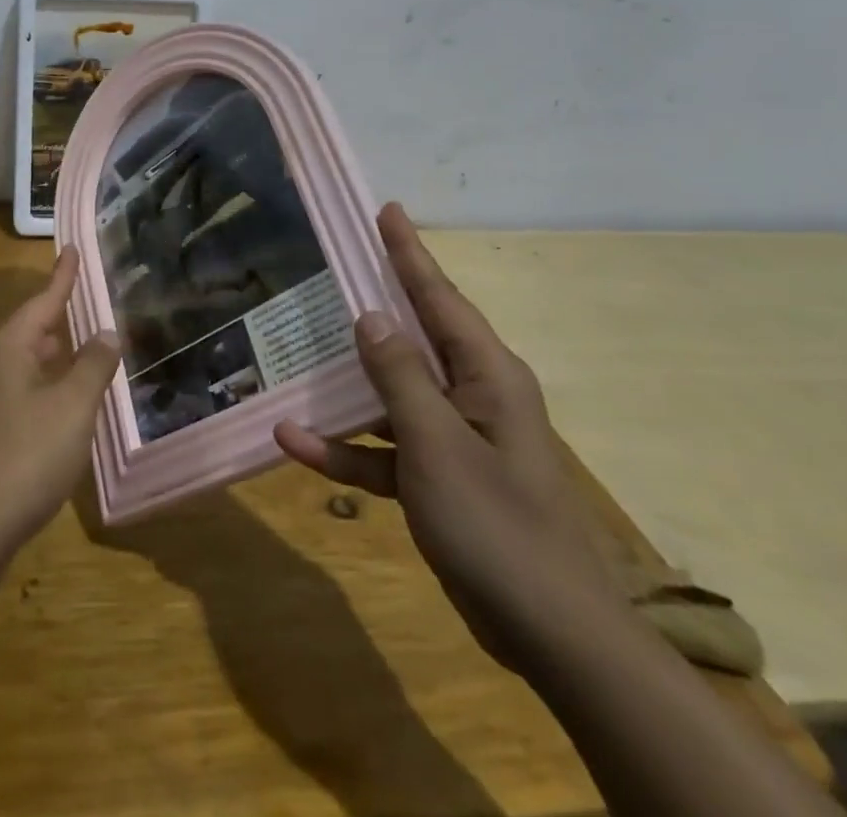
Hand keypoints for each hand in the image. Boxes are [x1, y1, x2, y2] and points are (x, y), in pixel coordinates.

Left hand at [0, 249, 119, 595]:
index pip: (43, 301)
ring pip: (25, 369)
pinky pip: (22, 400)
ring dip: (54, 359)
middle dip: (58, 319)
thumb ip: (92, 367)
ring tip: (83, 355)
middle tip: (87, 306)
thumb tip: (106, 332)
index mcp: (10, 350)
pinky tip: (64, 414)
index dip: (62, 276)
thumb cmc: (22, 457)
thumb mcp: (71, 408)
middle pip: (30, 333)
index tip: (72, 249)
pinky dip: (47, 394)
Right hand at [275, 204, 627, 673]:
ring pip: (392, 393)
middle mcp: (473, 395)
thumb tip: (370, 315)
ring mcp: (456, 437)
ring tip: (297, 353)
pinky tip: (296, 443)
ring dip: (347, 385)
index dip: (409, 252)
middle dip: (373, 305)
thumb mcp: (437, 444)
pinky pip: (386, 448)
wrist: (550, 636)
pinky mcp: (440, 478)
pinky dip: (348, 447)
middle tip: (335, 266)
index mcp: (486, 375)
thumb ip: (400, 375)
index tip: (388, 210)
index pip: (439, 297)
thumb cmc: (496, 525)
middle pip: (413, 337)